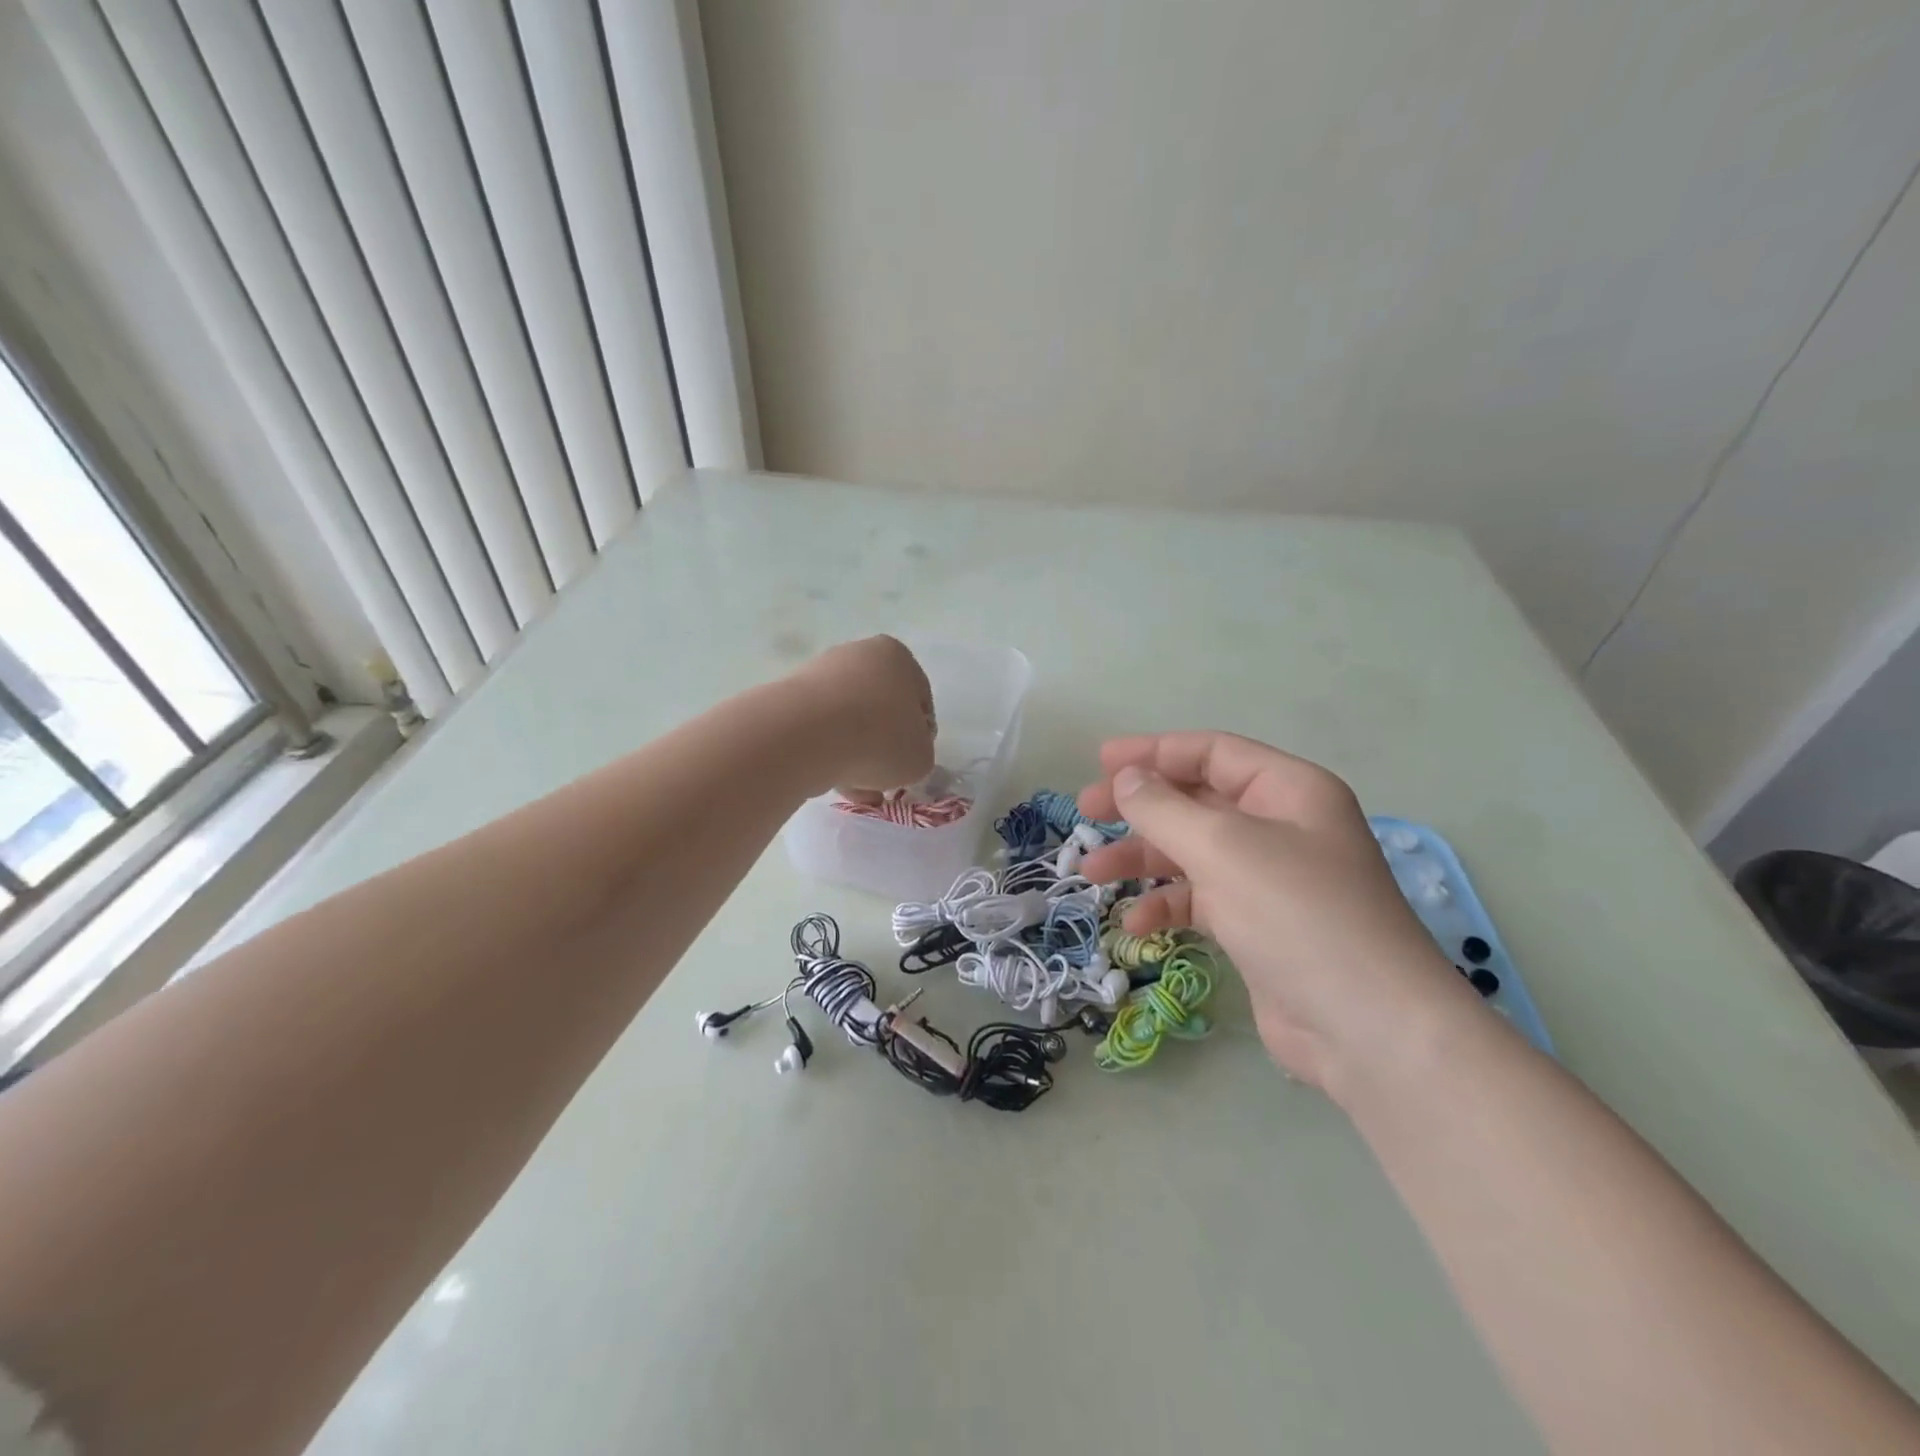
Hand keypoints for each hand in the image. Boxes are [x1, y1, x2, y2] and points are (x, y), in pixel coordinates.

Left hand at [790, 636, 935, 797]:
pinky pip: (819, 729)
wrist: (805, 736)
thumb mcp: (920, 758)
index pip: (919, 702)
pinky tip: (828, 779)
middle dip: (882, 747)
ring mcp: (820, 672)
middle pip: (880, 710)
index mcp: (897, 657)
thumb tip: (900, 756)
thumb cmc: (878, 739)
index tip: (909, 764)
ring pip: (848, 722)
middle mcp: (859, 654)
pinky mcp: (789, 696)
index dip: (919, 738)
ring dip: (854, 754)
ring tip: (853, 788)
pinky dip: (826, 752)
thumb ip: (919, 754)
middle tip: (881, 779)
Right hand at [1078, 733, 1473, 1094]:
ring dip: (1142, 859)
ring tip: (1092, 872)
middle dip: (1140, 807)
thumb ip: (1164, 807)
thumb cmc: (1297, 915)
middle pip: (1197, 800)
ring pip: (1192, 852)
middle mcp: (1282, 827)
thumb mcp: (1222, 848)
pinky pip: (1202, 900)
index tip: (1101, 762)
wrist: (1367, 1028)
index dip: (1154, 752)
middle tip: (1086, 812)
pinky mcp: (1259, 926)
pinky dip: (1167, 905)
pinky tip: (1135, 924)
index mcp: (1289, 791)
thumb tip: (1126, 778)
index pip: (1213, 753)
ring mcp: (1271, 879)